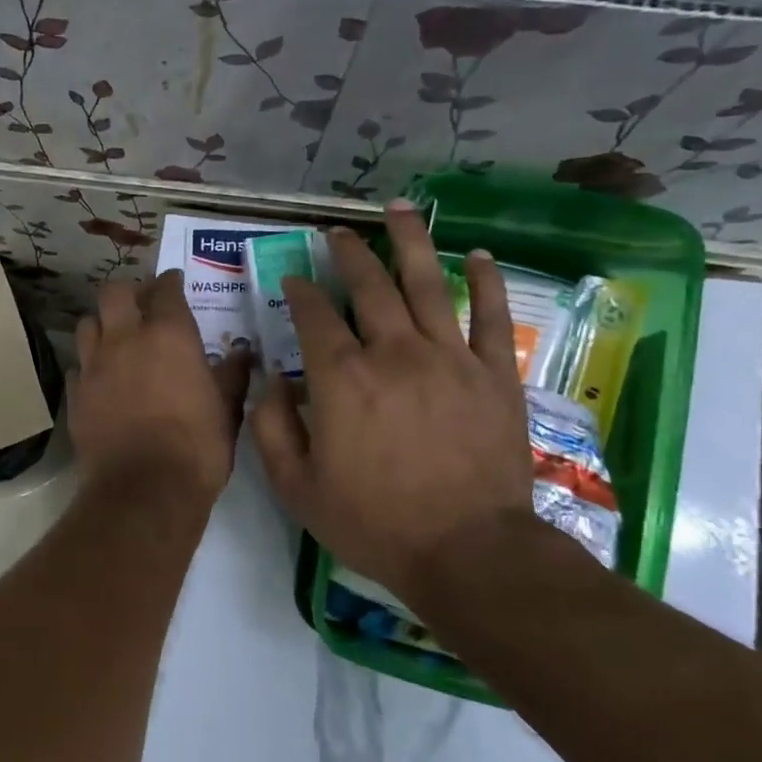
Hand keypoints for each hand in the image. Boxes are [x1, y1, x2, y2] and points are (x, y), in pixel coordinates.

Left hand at [72, 271, 250, 505]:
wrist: (145, 491)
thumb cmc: (197, 447)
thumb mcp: (227, 410)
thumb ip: (232, 375)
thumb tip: (242, 353)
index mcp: (170, 335)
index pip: (166, 289)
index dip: (170, 283)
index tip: (175, 285)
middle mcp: (126, 339)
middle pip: (114, 293)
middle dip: (128, 293)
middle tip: (141, 305)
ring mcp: (94, 365)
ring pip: (88, 324)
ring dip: (103, 325)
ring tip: (116, 339)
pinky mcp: (75, 394)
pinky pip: (78, 366)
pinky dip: (89, 366)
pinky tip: (100, 380)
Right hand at [252, 203, 533, 599]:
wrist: (466, 552)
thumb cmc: (373, 523)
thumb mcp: (297, 488)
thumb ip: (271, 430)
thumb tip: (267, 385)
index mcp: (341, 379)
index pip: (315, 316)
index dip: (301, 291)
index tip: (294, 278)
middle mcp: (393, 353)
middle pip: (370, 287)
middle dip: (349, 253)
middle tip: (338, 233)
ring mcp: (449, 359)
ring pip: (428, 284)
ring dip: (410, 242)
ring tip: (398, 209)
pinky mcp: (494, 374)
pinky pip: (489, 317)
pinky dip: (484, 282)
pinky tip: (476, 255)